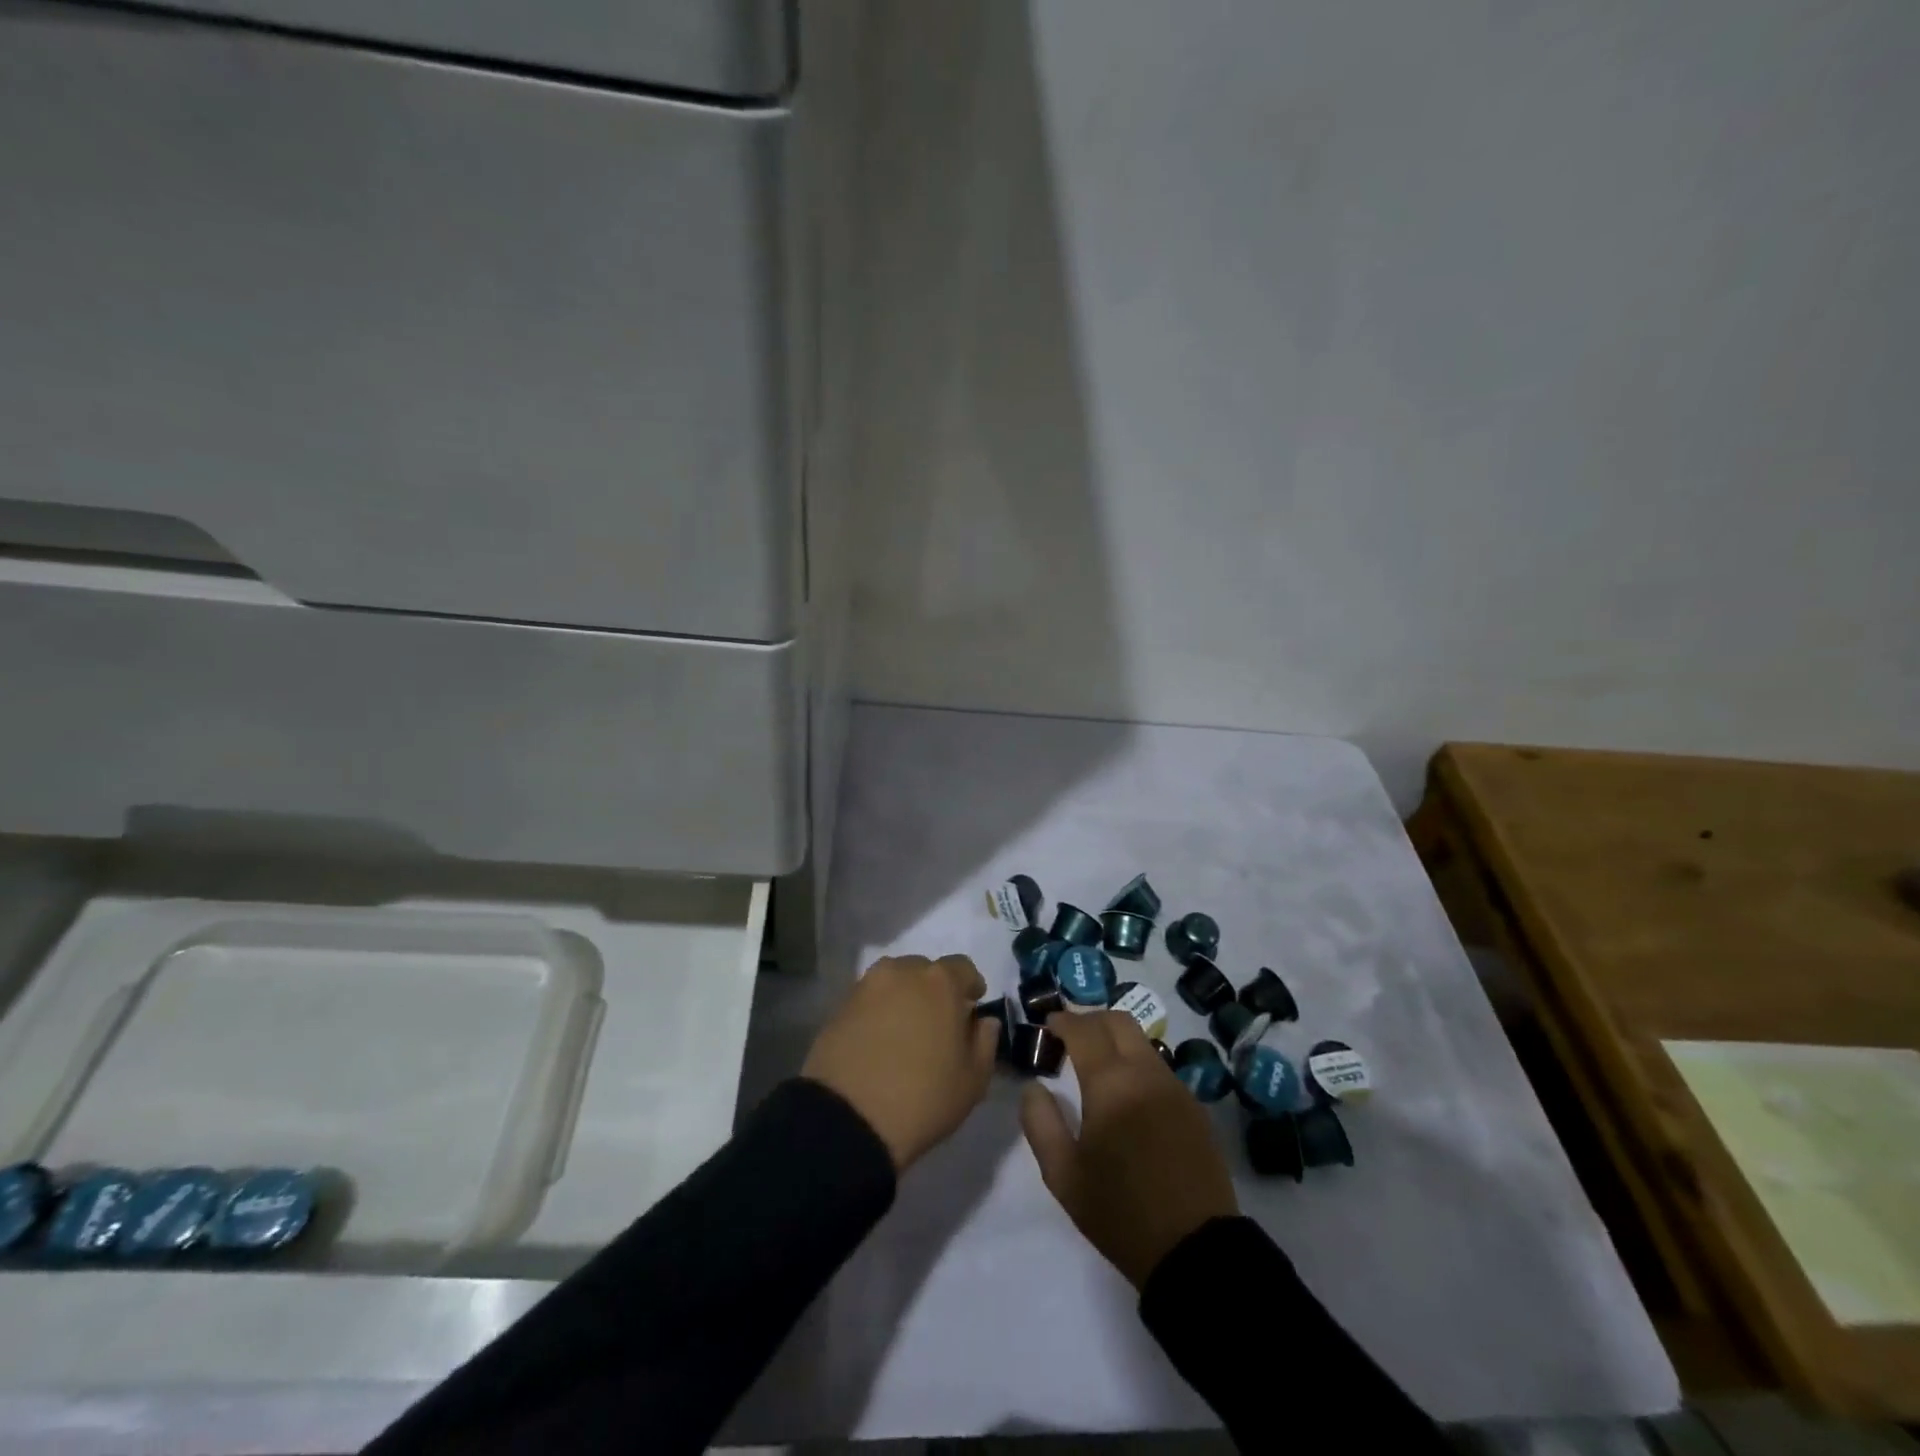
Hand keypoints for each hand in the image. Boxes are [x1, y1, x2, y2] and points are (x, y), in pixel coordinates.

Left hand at [802, 954, 998, 1171]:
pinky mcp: (839, 1006)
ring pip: (894, 982)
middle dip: (934, 991)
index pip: (963, 968)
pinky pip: (869, 1000)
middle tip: (936, 1024)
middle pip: (925, 971)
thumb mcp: (973, 1081)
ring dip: (904, 998)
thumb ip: (985, 1042)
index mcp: (940, 982)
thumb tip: (983, 1021)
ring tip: (905, 1032)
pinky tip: (879, 1042)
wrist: (848, 1119)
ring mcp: (866, 986)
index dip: (970, 987)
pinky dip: (878, 1013)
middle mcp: (902, 971)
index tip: (970, 1011)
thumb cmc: (923, 1098)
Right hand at [1020, 1010, 1238, 1288]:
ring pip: (1142, 1041)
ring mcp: (1176, 1087)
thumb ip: (1040, 1122)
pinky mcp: (1195, 1107)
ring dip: (1116, 1039)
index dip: (1063, 1020)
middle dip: (1091, 1019)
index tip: (1048, 1023)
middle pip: (1119, 1021)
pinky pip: (1160, 1067)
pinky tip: (1127, 1092)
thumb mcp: (1063, 1175)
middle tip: (1071, 1035)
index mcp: (1112, 1084)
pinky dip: (1137, 1063)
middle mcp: (1146, 1073)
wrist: (1195, 1251)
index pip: (1084, 1030)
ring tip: (1097, 1062)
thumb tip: (1034, 1086)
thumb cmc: (1120, 1212)